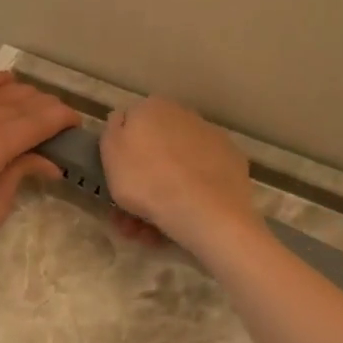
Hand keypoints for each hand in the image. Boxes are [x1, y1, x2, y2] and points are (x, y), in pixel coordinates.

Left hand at [0, 71, 80, 285]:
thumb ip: (20, 175)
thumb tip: (47, 161)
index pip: (40, 119)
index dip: (65, 118)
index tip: (78, 125)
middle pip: (22, 100)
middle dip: (47, 107)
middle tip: (61, 123)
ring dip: (22, 94)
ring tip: (35, 108)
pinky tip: (3, 89)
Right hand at [100, 98, 260, 254]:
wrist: (206, 211)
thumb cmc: (148, 181)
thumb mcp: (110, 154)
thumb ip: (112, 131)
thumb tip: (122, 120)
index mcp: (152, 108)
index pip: (129, 128)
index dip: (119, 159)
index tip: (115, 184)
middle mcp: (184, 115)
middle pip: (154, 153)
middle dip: (140, 185)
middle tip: (129, 219)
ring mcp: (212, 139)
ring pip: (176, 171)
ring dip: (159, 200)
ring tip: (151, 234)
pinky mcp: (232, 163)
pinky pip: (200, 181)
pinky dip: (190, 198)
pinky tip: (181, 222)